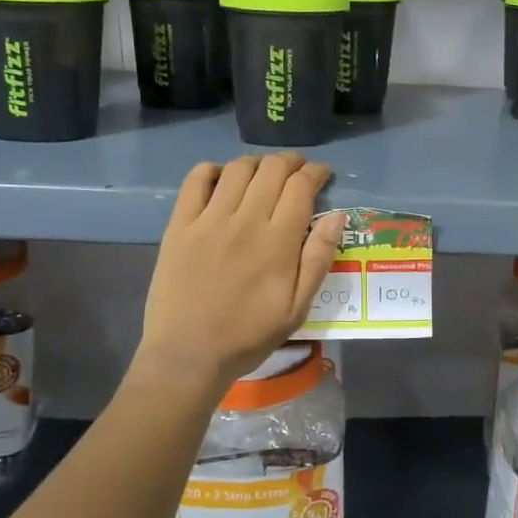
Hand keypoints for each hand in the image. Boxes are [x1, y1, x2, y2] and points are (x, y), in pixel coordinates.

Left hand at [139, 154, 346, 386]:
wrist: (188, 355)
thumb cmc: (249, 335)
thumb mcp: (298, 308)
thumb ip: (319, 259)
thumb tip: (337, 216)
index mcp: (278, 242)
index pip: (301, 186)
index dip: (316, 172)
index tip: (322, 174)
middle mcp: (245, 221)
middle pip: (272, 169)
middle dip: (291, 162)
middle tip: (297, 171)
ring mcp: (209, 220)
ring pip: (238, 168)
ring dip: (257, 163)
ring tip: (263, 174)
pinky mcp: (180, 225)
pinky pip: (196, 180)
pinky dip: (213, 170)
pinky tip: (223, 180)